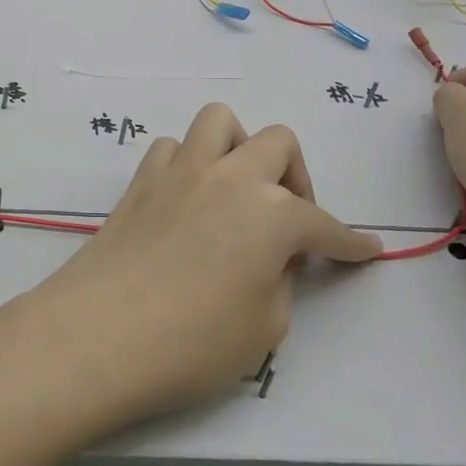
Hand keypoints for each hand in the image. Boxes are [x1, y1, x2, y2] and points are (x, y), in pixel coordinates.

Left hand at [26, 103, 379, 428]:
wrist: (100, 333)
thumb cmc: (192, 343)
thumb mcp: (265, 327)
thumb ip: (280, 279)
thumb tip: (272, 257)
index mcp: (272, 212)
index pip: (325, 224)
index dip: (349, 242)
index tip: (366, 250)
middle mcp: (229, 176)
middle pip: (278, 143)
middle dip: (296, 177)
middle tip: (290, 222)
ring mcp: (180, 170)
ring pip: (220, 122)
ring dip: (239, 148)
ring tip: (238, 191)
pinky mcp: (141, 179)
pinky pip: (173, 148)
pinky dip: (189, 164)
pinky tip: (189, 199)